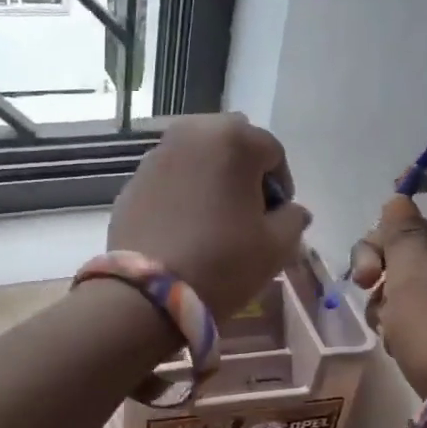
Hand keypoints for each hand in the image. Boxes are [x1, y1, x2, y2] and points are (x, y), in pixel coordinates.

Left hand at [108, 114, 312, 315]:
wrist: (147, 294)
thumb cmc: (223, 262)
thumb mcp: (276, 246)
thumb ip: (293, 219)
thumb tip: (292, 211)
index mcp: (234, 139)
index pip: (272, 152)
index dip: (281, 186)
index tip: (277, 218)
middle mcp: (192, 133)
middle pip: (232, 144)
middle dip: (244, 173)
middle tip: (247, 214)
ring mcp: (156, 155)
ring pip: (198, 158)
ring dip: (212, 179)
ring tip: (215, 220)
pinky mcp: (133, 181)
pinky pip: (170, 178)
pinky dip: (183, 192)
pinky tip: (185, 228)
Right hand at [349, 157, 426, 395]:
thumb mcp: (410, 277)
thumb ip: (400, 235)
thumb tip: (400, 203)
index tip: (395, 191)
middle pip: (422, 225)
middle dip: (383, 245)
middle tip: (365, 277)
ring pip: (415, 264)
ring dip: (386, 282)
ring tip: (379, 317)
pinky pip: (423, 297)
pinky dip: (402, 309)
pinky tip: (392, 335)